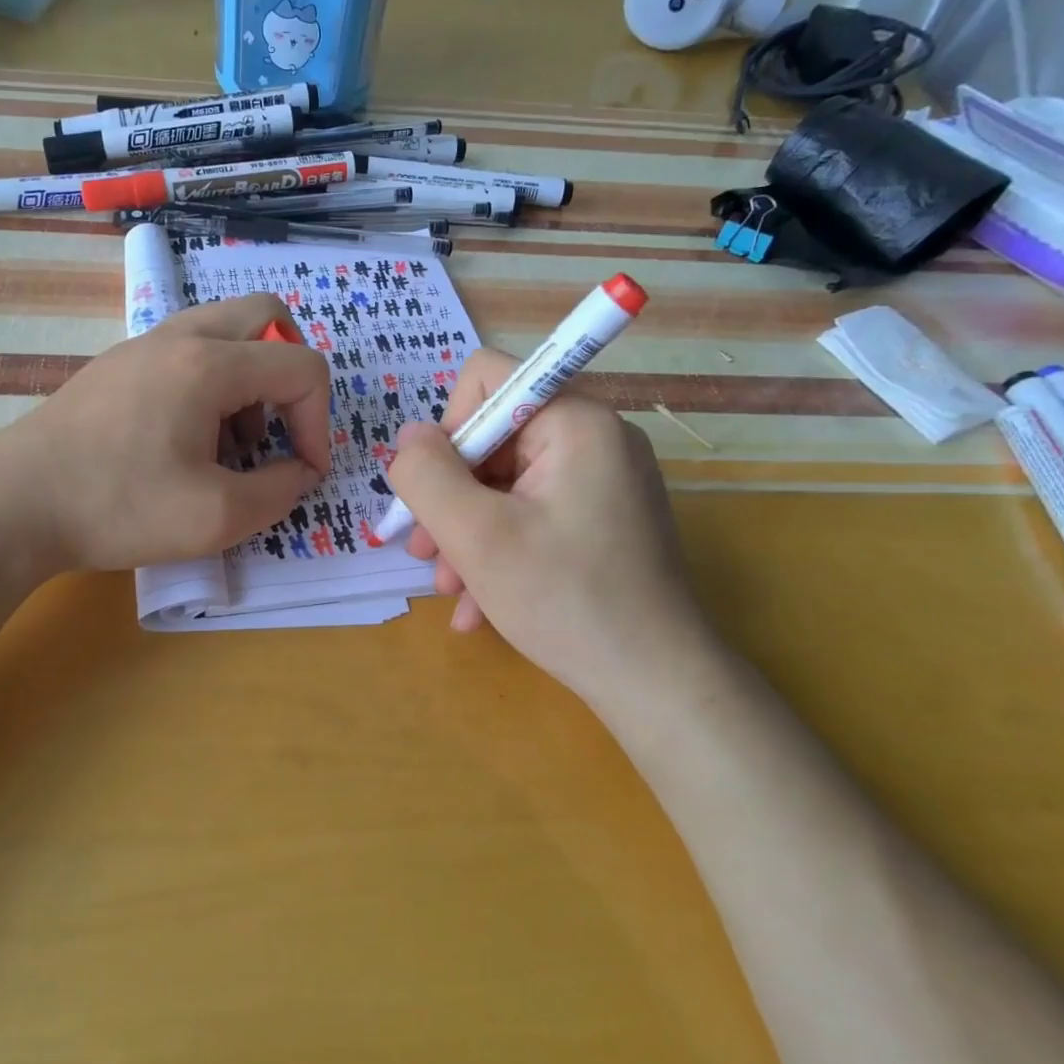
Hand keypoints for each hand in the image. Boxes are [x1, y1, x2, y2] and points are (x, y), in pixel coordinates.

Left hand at [0, 293, 331, 574]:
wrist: (13, 505)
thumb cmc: (118, 507)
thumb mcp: (217, 517)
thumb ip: (280, 491)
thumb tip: (300, 471)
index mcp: (209, 364)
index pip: (301, 367)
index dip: (320, 422)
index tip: (305, 471)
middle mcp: (179, 337)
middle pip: (268, 318)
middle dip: (292, 373)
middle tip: (280, 429)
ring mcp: (142, 346)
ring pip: (225, 331)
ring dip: (251, 379)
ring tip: (232, 445)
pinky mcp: (117, 367)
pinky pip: (187, 352)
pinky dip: (212, 384)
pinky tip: (188, 442)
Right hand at [386, 348, 715, 703]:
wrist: (656, 685)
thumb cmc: (564, 600)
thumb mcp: (475, 535)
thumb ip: (425, 474)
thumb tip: (407, 437)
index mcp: (574, 421)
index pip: (485, 379)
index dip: (446, 432)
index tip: (438, 495)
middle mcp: (594, 439)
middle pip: (491, 441)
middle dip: (451, 499)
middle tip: (427, 556)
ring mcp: (602, 482)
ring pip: (505, 485)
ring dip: (466, 534)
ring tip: (449, 590)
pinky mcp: (603, 520)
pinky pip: (532, 516)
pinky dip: (499, 552)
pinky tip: (478, 607)